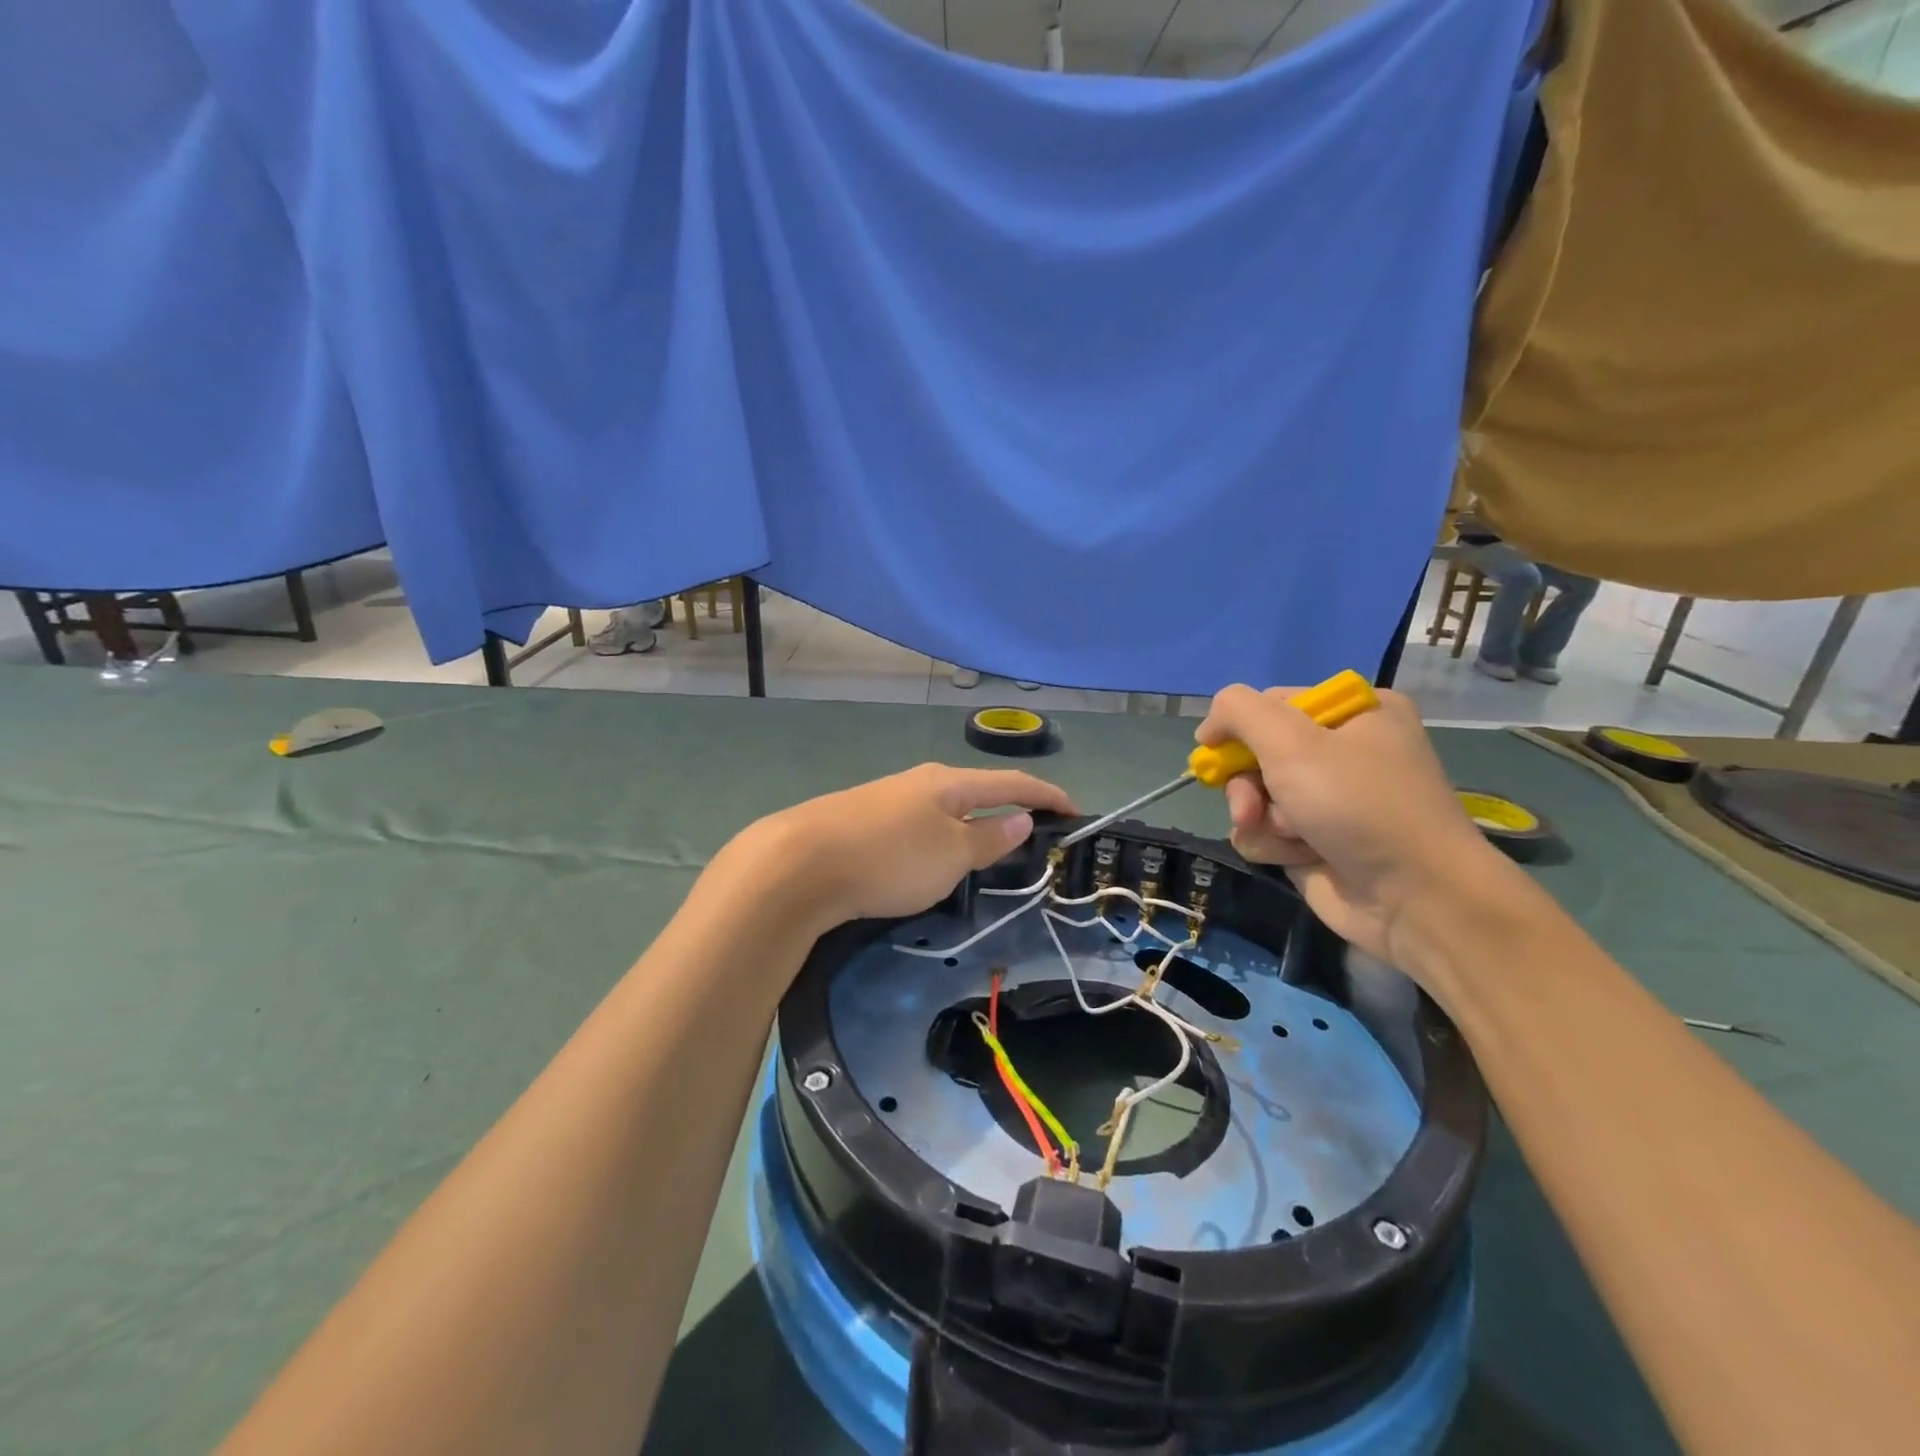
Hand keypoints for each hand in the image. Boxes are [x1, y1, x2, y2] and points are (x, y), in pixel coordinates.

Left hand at [734, 765, 1075, 934]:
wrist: (799, 864)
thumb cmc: (890, 857)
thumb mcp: (951, 854)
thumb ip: (989, 838)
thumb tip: (1022, 819)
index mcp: (950, 783)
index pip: (1013, 784)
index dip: (1048, 796)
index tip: (1077, 812)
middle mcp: (921, 782)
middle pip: (978, 792)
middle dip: (1009, 811)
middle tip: (1034, 839)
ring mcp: (890, 799)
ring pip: (946, 811)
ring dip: (973, 827)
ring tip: (988, 854)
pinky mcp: (865, 822)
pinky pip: (919, 827)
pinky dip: (942, 839)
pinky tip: (933, 860)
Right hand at [1196, 685, 1505, 964]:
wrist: (1415, 899)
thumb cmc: (1358, 805)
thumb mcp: (1292, 742)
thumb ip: (1239, 712)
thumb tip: (1211, 725)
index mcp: (1355, 712)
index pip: (1273, 704)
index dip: (1239, 728)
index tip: (1214, 749)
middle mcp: (1344, 751)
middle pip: (1257, 753)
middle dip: (1247, 783)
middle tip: (1250, 807)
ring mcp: (1330, 799)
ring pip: (1255, 795)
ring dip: (1260, 817)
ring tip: (1288, 837)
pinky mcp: (1316, 840)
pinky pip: (1267, 831)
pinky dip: (1273, 845)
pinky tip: (1299, 857)